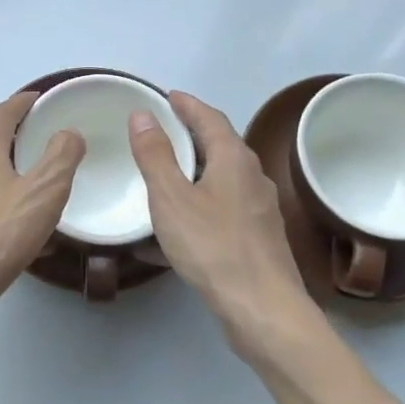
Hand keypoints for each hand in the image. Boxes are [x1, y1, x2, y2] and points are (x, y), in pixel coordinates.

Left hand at [0, 90, 85, 334]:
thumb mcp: (44, 192)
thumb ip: (61, 158)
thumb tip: (68, 133)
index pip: (1, 115)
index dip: (20, 103)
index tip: (38, 98)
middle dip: (14, 140)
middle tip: (42, 143)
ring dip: (5, 175)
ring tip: (32, 188)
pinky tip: (14, 231)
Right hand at [129, 91, 317, 355]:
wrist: (261, 307)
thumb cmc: (212, 246)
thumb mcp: (171, 197)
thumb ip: (155, 155)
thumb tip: (143, 115)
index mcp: (234, 159)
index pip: (210, 118)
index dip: (188, 105)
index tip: (168, 96)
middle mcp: (253, 176)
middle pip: (221, 145)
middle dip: (192, 134)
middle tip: (163, 130)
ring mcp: (260, 209)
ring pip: (223, 178)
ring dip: (196, 170)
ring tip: (167, 173)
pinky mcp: (258, 237)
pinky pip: (223, 207)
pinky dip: (200, 202)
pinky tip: (180, 224)